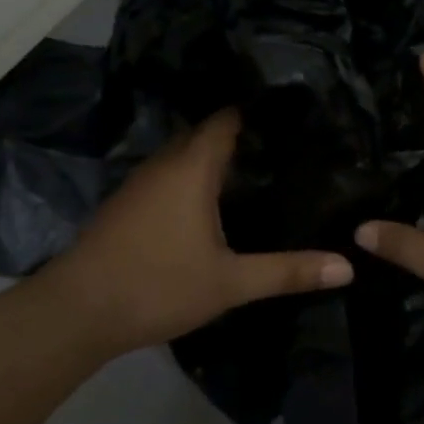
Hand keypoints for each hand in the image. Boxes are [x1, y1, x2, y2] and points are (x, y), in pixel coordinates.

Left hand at [41, 110, 353, 356]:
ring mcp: (140, 183)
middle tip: (286, 142)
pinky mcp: (127, 204)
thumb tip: (347, 267)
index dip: (257, 110)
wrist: (76, 312)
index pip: (227, 118)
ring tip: (259, 165)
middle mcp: (165, 163)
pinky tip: (213, 201)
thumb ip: (288, 272)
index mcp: (192, 168)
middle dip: (242, 134)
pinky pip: (169, 174)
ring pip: (184, 154)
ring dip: (215, 156)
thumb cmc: (158, 286)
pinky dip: (193, 176)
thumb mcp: (230, 283)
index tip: (292, 113)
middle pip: (206, 133)